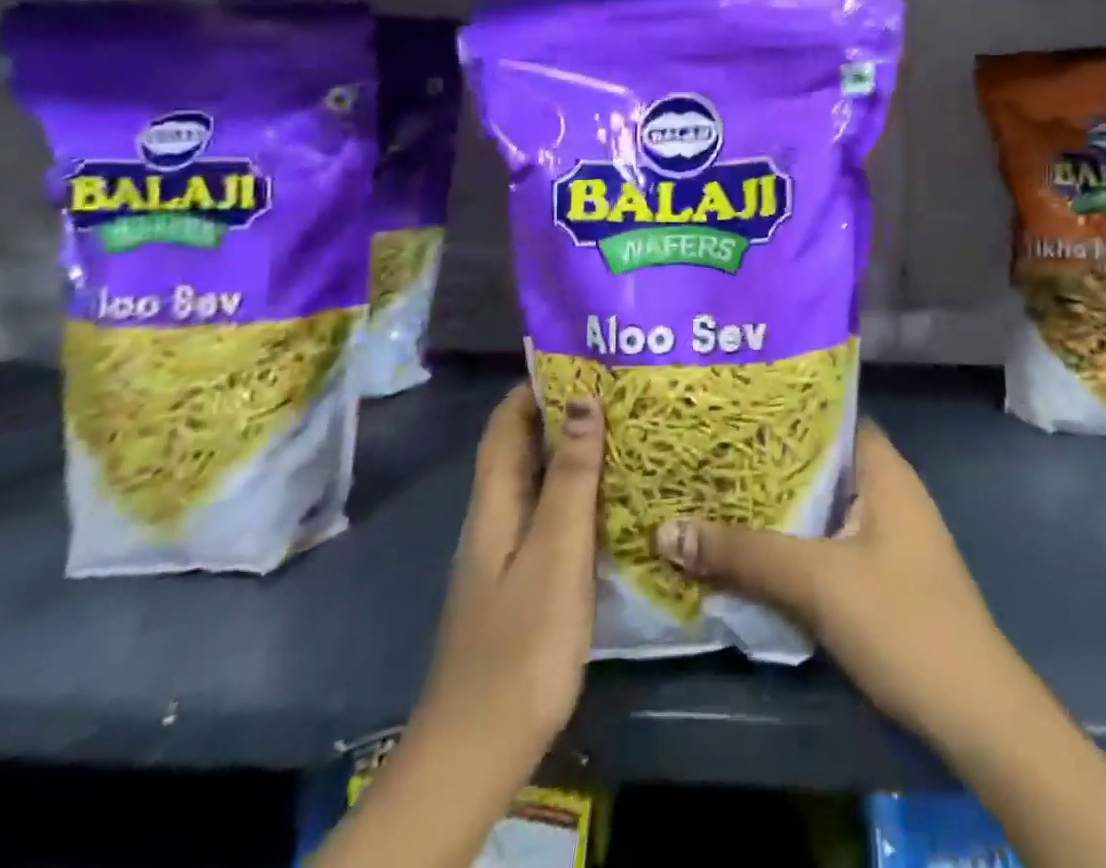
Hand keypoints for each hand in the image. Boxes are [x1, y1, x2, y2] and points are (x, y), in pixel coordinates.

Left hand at [417, 384, 603, 774]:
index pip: (506, 424)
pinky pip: (550, 517)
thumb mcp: (556, 552)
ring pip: (539, 483)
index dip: (535, 385)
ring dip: (574, 453)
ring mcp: (506, 554)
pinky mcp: (522, 583)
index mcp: (494, 504)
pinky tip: (614, 498)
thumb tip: (581, 399)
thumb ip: (571, 478)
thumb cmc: (521, 643)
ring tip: (627, 430)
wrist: (479, 749)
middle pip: (523, 449)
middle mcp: (495, 519)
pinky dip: (578, 494)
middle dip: (563, 413)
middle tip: (619, 389)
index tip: (582, 357)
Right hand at [654, 419, 1013, 745]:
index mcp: (885, 470)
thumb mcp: (817, 582)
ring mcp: (889, 535)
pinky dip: (795, 540)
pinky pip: (830, 540)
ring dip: (779, 506)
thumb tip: (667, 529)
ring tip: (717, 494)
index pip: (832, 416)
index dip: (785, 409)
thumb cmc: (901, 621)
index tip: (733, 410)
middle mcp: (889, 491)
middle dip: (769, 462)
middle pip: (822, 462)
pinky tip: (754, 548)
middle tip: (710, 454)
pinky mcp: (884, 575)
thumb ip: (744, 554)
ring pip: (823, 505)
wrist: (973, 713)